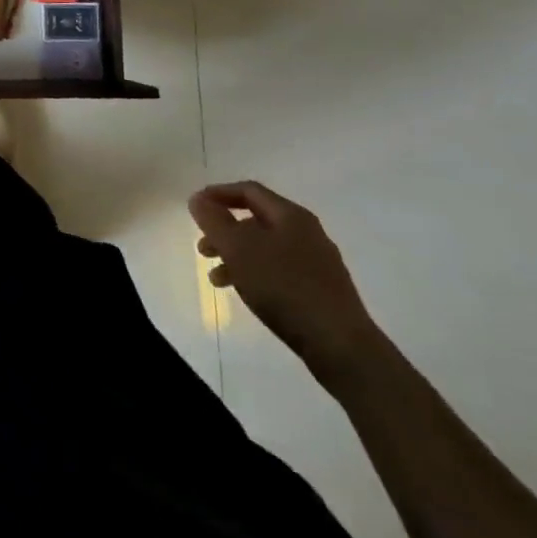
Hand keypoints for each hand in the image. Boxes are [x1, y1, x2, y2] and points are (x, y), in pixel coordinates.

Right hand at [188, 180, 380, 381]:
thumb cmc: (284, 287)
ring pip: (266, 248)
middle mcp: (307, 233)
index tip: (195, 207)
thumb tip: (198, 199)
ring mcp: (317, 263)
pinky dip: (256, 274)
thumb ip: (214, 221)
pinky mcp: (322, 291)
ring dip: (237, 256)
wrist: (341, 346)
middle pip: (256, 220)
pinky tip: (245, 293)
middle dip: (224, 231)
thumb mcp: (239, 249)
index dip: (218, 194)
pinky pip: (279, 271)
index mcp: (291, 216)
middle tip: (202, 248)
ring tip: (216, 278)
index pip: (249, 191)